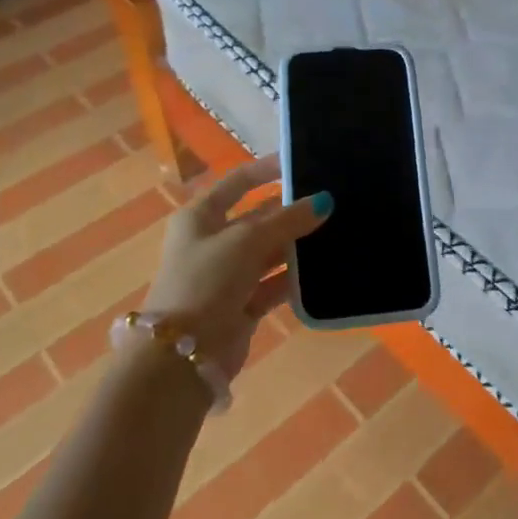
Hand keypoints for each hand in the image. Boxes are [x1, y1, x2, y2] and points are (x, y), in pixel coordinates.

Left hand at [144, 154, 330, 380]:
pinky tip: (323, 269)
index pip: (238, 182)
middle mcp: (213, 241)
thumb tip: (323, 202)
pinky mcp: (242, 304)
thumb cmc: (206, 281)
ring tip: (336, 232)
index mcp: (201, 216)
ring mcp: (228, 274)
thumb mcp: (247, 241)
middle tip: (331, 202)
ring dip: (296, 245)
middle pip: (258, 217)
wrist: (182, 355)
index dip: (266, 170)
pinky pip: (274, 283)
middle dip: (290, 211)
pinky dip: (294, 277)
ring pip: (269, 251)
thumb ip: (287, 220)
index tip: (301, 163)